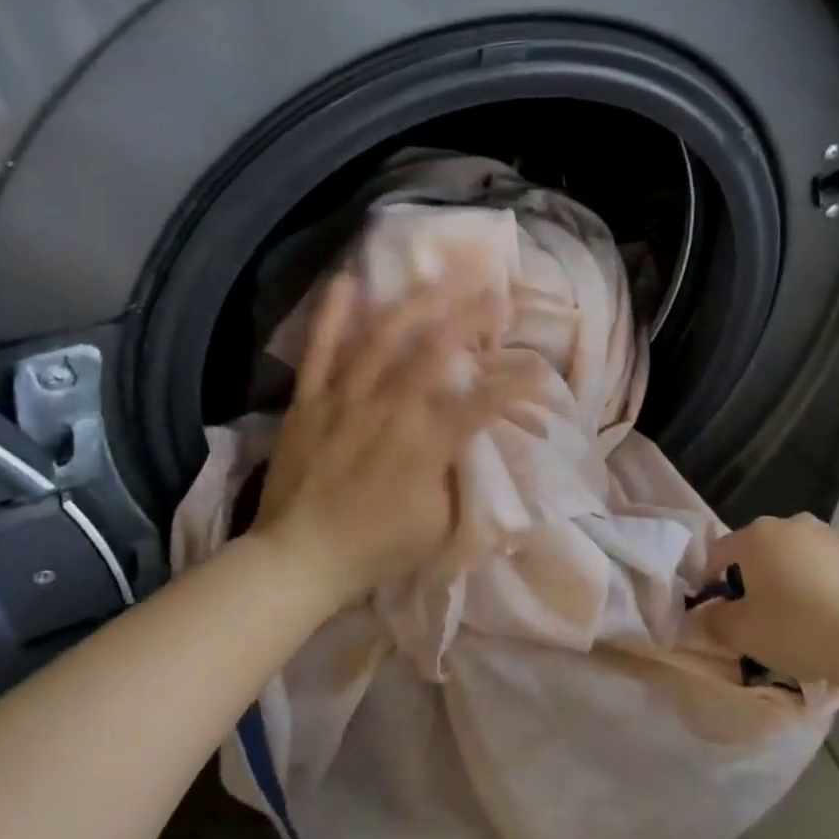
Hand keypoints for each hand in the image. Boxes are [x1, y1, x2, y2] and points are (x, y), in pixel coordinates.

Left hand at [251, 275, 535, 607]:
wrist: (300, 558)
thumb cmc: (376, 548)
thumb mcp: (439, 526)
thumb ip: (461, 480)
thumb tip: (475, 447)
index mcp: (428, 444)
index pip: (485, 402)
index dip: (517, 383)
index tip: (538, 369)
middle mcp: (390, 409)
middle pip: (436, 349)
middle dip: (470, 317)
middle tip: (493, 296)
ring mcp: (346, 399)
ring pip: (382, 337)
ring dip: (415, 303)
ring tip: (438, 280)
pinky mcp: (309, 401)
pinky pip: (318, 350)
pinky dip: (331, 315)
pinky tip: (346, 280)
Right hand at [700, 514, 838, 688]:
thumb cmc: (799, 631)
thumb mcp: (744, 634)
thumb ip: (714, 621)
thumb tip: (704, 614)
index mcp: (757, 537)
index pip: (720, 552)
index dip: (712, 579)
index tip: (718, 608)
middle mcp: (793, 524)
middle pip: (762, 549)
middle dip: (757, 576)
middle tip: (762, 613)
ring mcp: (834, 534)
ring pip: (801, 554)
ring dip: (795, 576)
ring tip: (805, 615)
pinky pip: (835, 565)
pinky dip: (830, 582)